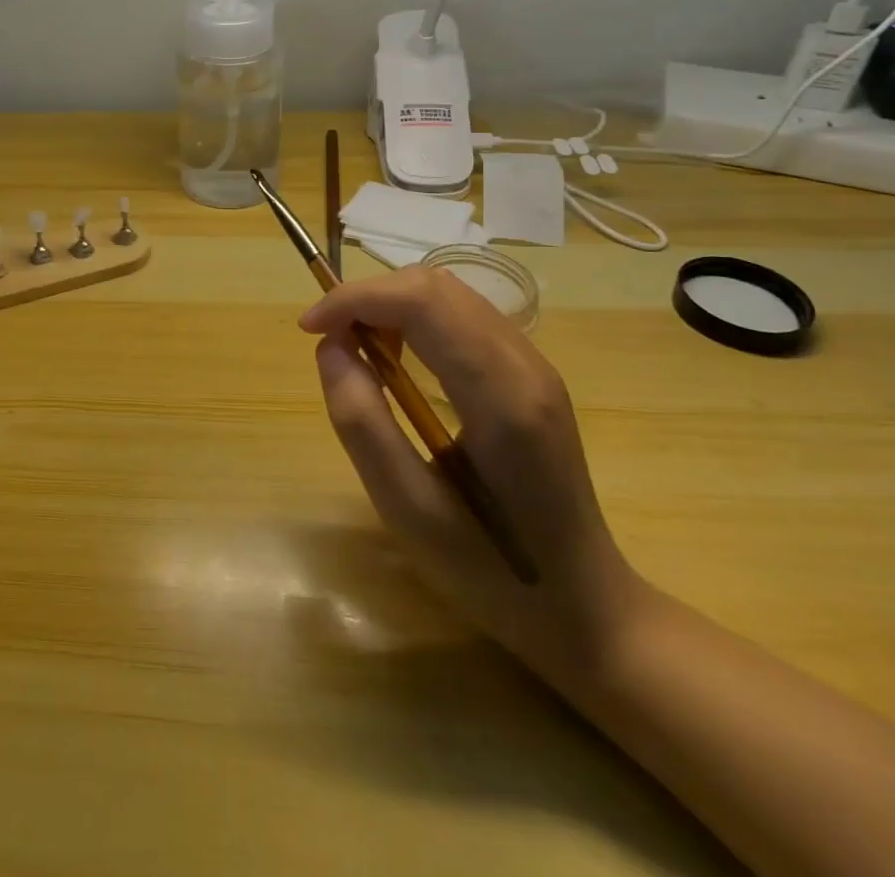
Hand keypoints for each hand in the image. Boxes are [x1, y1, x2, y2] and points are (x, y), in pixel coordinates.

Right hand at [300, 265, 645, 678]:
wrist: (585, 609)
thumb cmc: (490, 571)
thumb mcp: (407, 509)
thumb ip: (362, 423)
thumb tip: (331, 348)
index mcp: (501, 397)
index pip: (423, 302)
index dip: (355, 299)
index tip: (309, 329)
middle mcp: (525, 365)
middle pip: (436, 286)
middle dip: (370, 297)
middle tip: (331, 341)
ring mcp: (534, 366)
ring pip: (449, 294)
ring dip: (392, 306)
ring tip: (360, 355)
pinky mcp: (529, 375)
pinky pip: (462, 317)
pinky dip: (415, 321)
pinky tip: (398, 365)